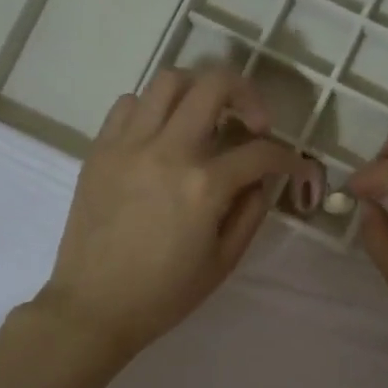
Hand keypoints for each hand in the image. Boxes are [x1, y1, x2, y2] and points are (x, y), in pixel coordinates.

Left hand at [36, 67, 310, 363]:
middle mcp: (168, 151)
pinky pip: (129, 103)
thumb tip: (261, 179)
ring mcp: (129, 144)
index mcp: (204, 186)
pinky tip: (162, 135)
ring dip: (198, 91)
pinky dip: (153, 108)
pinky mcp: (100, 149)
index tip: (294, 166)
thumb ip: (250, 212)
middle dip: (247, 94)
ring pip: (169, 80)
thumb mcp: (223, 261)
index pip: (261, 152)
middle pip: (215, 85)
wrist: (93, 307)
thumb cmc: (164, 294)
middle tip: (253, 122)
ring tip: (206, 118)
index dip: (288, 157)